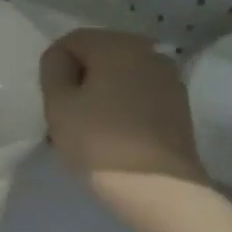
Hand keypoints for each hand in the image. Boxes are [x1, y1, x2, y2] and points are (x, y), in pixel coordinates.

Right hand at [41, 30, 208, 220]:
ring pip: (121, 78)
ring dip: (102, 95)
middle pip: (100, 57)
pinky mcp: (179, 107)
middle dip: (80, 81)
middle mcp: (148, 51)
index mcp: (118, 44)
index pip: (71, 41)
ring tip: (91, 131)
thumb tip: (62, 60)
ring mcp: (169, 79)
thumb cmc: (100, 143)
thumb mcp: (59, 106)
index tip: (52, 103)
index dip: (54, 69)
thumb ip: (53, 71)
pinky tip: (115, 138)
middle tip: (67, 119)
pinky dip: (123, 109)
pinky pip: (140, 97)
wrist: (160, 190)